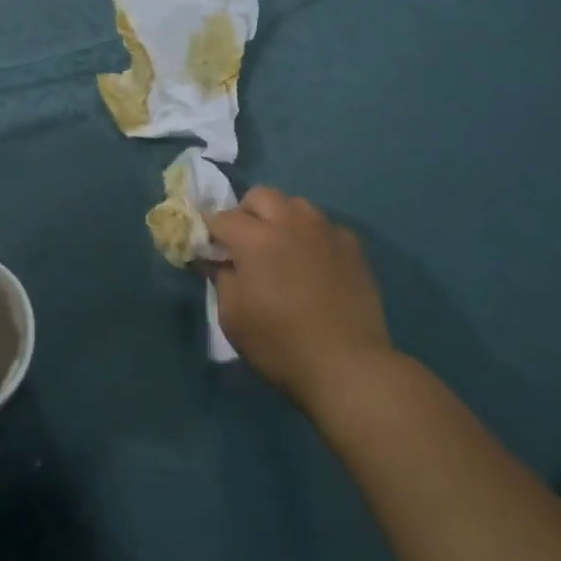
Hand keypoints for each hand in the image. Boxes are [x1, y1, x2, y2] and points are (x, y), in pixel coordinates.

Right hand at [208, 187, 392, 410]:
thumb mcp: (233, 318)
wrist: (347, 365)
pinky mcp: (351, 245)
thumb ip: (220, 278)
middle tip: (244, 244)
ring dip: (281, 218)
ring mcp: (324, 230)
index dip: (210, 230)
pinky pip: (324, 226)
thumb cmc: (280, 344)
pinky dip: (311, 236)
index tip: (209, 247)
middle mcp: (289, 222)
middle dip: (246, 213)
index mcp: (255, 238)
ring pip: (295, 204)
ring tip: (281, 248)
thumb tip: (214, 259)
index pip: (221, 217)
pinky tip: (314, 263)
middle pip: (260, 195)